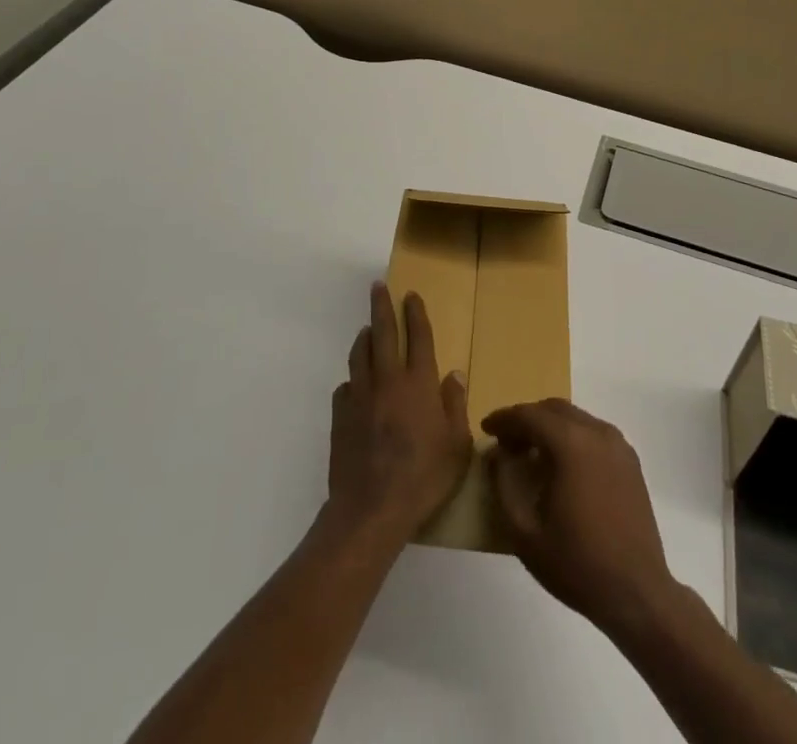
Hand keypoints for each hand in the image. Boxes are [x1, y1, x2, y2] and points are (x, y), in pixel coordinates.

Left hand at [325, 284, 472, 543]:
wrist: (371, 509)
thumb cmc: (423, 477)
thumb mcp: (456, 446)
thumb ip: (455, 406)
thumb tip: (454, 375)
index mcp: (419, 382)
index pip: (418, 336)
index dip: (415, 313)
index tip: (411, 294)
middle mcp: (388, 379)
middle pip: (384, 331)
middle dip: (382, 306)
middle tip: (378, 286)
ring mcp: (360, 395)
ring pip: (360, 353)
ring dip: (365, 337)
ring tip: (367, 330)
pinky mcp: (340, 415)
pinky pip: (346, 386)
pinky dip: (353, 379)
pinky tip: (355, 386)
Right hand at [484, 399, 678, 636]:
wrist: (637, 593)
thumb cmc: (576, 564)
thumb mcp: (524, 532)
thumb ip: (504, 484)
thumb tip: (497, 454)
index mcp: (571, 444)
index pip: (529, 415)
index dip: (504, 418)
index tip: (486, 428)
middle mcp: (596, 432)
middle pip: (553, 409)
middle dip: (526, 419)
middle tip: (506, 442)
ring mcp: (617, 444)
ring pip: (575, 417)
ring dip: (549, 426)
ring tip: (530, 452)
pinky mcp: (630, 460)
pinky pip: (593, 432)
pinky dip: (571, 436)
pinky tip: (562, 464)